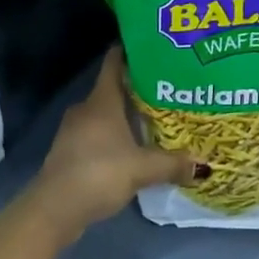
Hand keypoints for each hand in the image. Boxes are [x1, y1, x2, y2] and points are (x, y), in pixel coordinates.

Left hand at [27, 47, 195, 239]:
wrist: (53, 209)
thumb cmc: (99, 173)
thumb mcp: (142, 169)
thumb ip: (172, 164)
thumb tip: (204, 165)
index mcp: (102, 100)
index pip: (114, 62)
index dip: (131, 51)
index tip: (153, 48)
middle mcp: (86, 108)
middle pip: (113, 88)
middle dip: (137, 89)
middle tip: (165, 90)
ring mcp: (74, 130)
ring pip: (104, 113)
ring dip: (124, 116)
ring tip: (152, 120)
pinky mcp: (69, 151)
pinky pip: (96, 134)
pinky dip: (113, 136)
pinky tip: (131, 149)